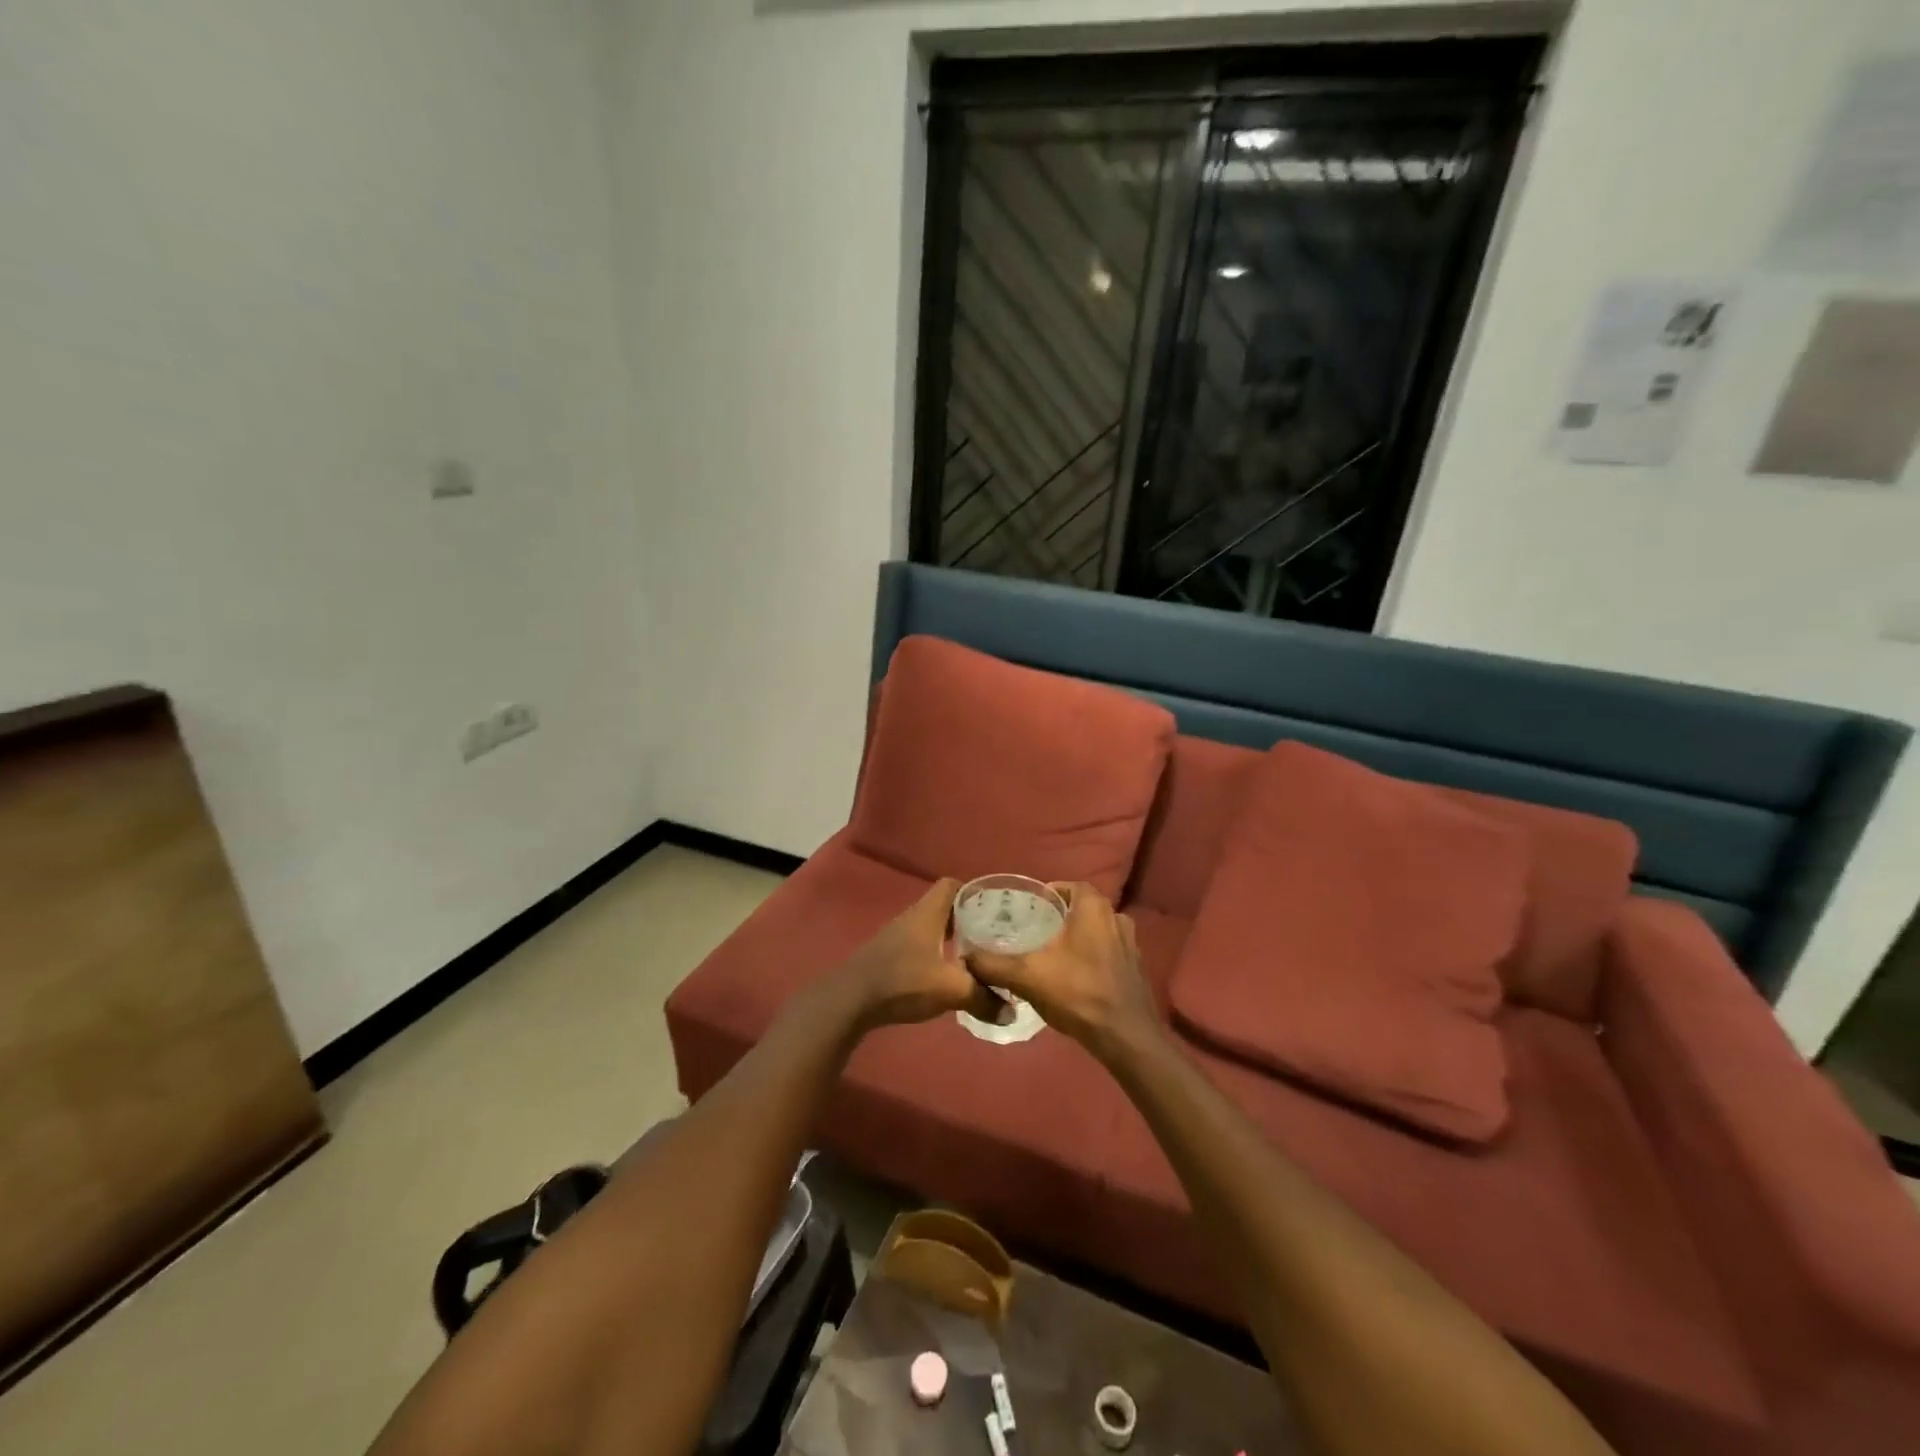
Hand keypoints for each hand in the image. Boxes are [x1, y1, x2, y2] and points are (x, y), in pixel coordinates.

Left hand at [834, 878, 1006, 1029]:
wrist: (849, 1000)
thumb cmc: (902, 981)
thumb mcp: (951, 990)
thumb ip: (984, 998)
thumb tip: (1012, 1012)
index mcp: (927, 913)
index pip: (952, 885)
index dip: (973, 892)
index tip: (994, 909)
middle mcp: (912, 918)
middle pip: (944, 907)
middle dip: (968, 919)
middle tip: (992, 936)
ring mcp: (897, 938)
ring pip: (931, 929)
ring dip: (951, 939)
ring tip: (975, 957)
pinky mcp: (888, 957)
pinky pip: (919, 947)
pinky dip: (936, 955)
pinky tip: (946, 976)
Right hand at [963, 884, 1159, 1062]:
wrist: (1126, 1037)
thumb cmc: (1077, 993)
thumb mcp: (1026, 976)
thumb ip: (992, 964)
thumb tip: (965, 958)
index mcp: (1094, 908)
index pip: (1069, 886)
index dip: (1048, 894)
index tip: (1028, 909)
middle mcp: (1117, 918)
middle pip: (1082, 909)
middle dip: (1060, 918)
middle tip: (1034, 932)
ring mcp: (1130, 945)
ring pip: (1096, 932)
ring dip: (1076, 939)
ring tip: (1050, 955)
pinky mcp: (1135, 970)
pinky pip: (1108, 954)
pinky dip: (1090, 959)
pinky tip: (1073, 978)